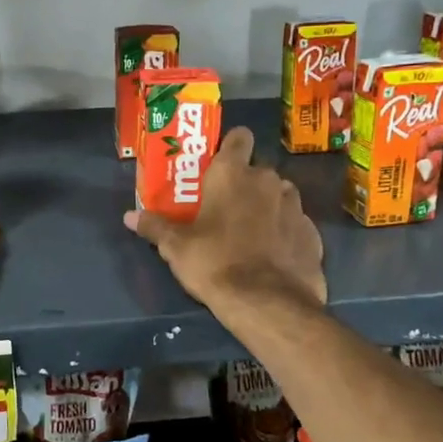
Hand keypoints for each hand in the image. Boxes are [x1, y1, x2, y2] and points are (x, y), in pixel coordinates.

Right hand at [124, 126, 324, 318]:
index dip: (230, 146)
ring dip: (268, 205)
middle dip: (246, 183)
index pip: (239, 137)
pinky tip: (273, 253)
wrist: (268, 304)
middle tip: (226, 206)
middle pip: (258, 169)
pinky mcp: (312, 234)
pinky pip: (295, 223)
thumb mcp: (176, 247)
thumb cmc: (215, 263)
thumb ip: (155, 226)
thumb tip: (130, 216)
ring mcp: (295, 206)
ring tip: (251, 230)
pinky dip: (285, 232)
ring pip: (280, 194)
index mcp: (233, 174)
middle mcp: (268, 180)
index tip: (220, 163)